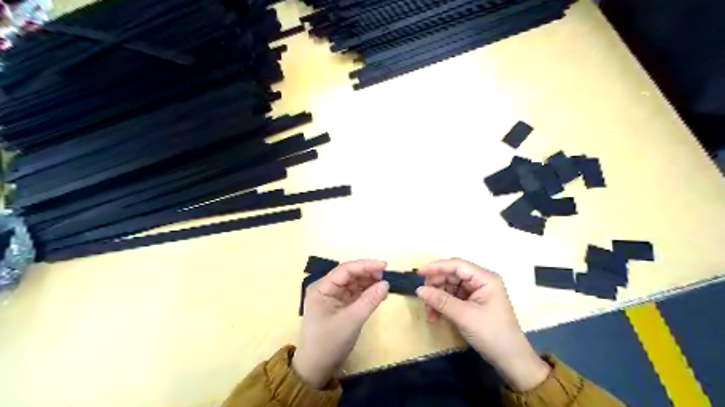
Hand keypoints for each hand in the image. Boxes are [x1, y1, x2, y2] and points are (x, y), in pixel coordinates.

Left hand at [290, 260, 387, 388]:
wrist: (316, 369)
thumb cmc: (329, 343)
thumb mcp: (351, 321)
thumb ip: (369, 300)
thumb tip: (386, 283)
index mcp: (322, 288)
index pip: (345, 269)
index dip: (365, 265)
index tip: (385, 265)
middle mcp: (326, 288)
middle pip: (349, 274)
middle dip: (368, 273)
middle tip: (387, 276)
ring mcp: (332, 297)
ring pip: (353, 283)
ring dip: (368, 282)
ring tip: (385, 285)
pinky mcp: (338, 306)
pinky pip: (354, 293)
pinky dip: (366, 293)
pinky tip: (378, 294)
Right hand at [413, 260, 550, 391]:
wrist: (511, 360)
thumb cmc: (491, 333)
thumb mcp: (464, 316)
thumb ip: (441, 301)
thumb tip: (419, 290)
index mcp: (484, 278)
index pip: (457, 265)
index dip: (437, 267)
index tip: (419, 273)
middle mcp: (481, 281)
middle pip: (452, 276)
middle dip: (436, 286)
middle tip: (422, 297)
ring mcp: (477, 292)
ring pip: (450, 287)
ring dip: (438, 298)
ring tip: (429, 313)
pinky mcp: (474, 304)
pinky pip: (453, 298)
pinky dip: (443, 306)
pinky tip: (436, 316)